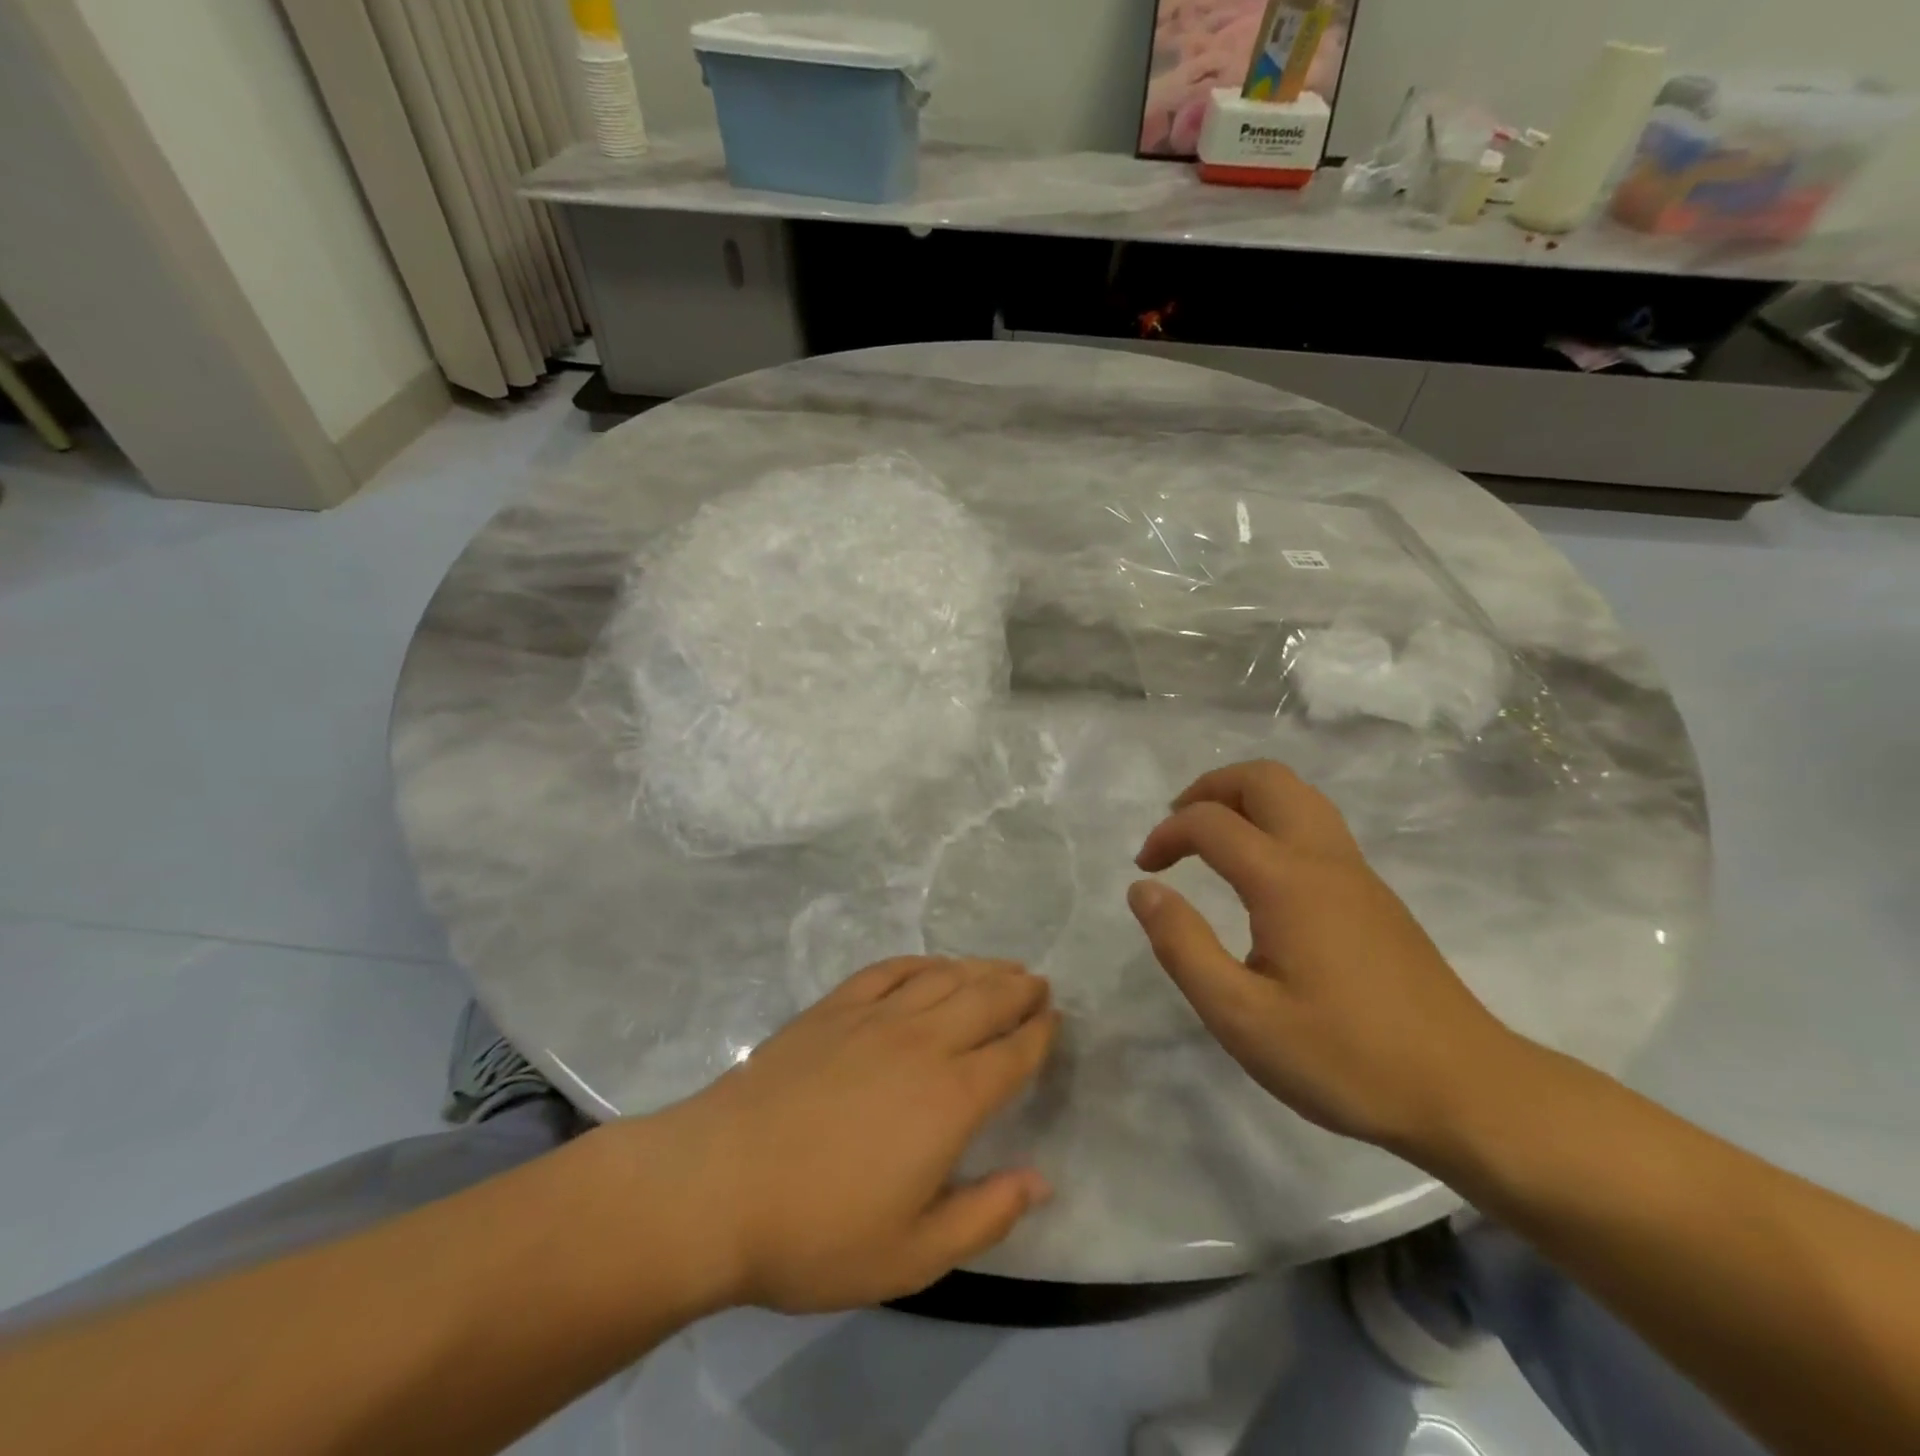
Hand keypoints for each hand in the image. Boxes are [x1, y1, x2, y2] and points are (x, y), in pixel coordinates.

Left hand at [648, 957, 1057, 1313]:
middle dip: (1019, 989)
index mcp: (950, 1099)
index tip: (1056, 1020)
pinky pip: (889, 969)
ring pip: (943, 977)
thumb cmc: (818, 1232)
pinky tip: (931, 964)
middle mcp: (922, 1042)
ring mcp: (874, 1017)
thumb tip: (1042, 1180)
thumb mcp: (913, 1255)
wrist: (718, 1185)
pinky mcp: (833, 1008)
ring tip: (1001, 967)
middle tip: (1039, 983)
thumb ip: (986, 1216)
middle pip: (985, 1000)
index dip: (1039, 1035)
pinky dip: (920, 962)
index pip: (1012, 1055)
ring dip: (979, 968)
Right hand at [1127, 760, 1519, 1153]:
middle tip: (1177, 828)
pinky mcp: (1376, 898)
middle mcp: (1324, 859)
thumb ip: (1183, 946)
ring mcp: (1358, 874)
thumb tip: (1145, 890)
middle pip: (1265, 778)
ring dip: (1245, 800)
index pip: (1210, 822)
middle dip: (1210, 788)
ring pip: (1298, 796)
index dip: (1166, 833)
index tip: (1144, 871)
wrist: (1469, 1094)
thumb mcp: (1241, 1017)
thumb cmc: (1346, 1060)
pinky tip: (1259, 879)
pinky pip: (1317, 826)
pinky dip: (1273, 823)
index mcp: (1287, 881)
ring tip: (1212, 841)